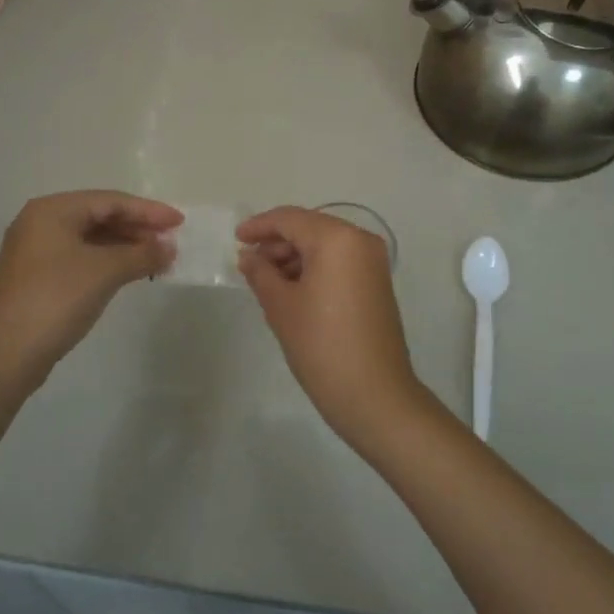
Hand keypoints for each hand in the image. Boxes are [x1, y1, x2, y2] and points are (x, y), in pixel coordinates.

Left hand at [0, 191, 180, 395]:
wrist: (6, 355)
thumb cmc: (57, 299)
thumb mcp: (105, 271)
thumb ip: (142, 254)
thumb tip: (169, 248)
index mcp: (52, 210)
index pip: (110, 200)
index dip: (148, 211)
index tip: (179, 222)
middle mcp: (41, 223)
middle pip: (99, 216)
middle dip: (137, 228)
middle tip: (171, 242)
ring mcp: (36, 251)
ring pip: (91, 238)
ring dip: (126, 246)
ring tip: (157, 259)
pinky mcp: (38, 277)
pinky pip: (81, 257)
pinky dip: (108, 261)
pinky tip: (130, 273)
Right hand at [236, 206, 423, 447]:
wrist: (374, 394)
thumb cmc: (321, 345)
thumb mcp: (281, 306)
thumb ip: (260, 273)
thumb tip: (249, 256)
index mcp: (337, 239)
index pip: (290, 219)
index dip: (260, 226)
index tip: (236, 238)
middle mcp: (360, 240)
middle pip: (310, 228)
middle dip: (277, 242)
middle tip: (249, 263)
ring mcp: (373, 262)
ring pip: (325, 244)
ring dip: (294, 256)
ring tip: (266, 280)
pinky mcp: (377, 282)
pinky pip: (339, 261)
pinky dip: (314, 267)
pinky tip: (292, 288)